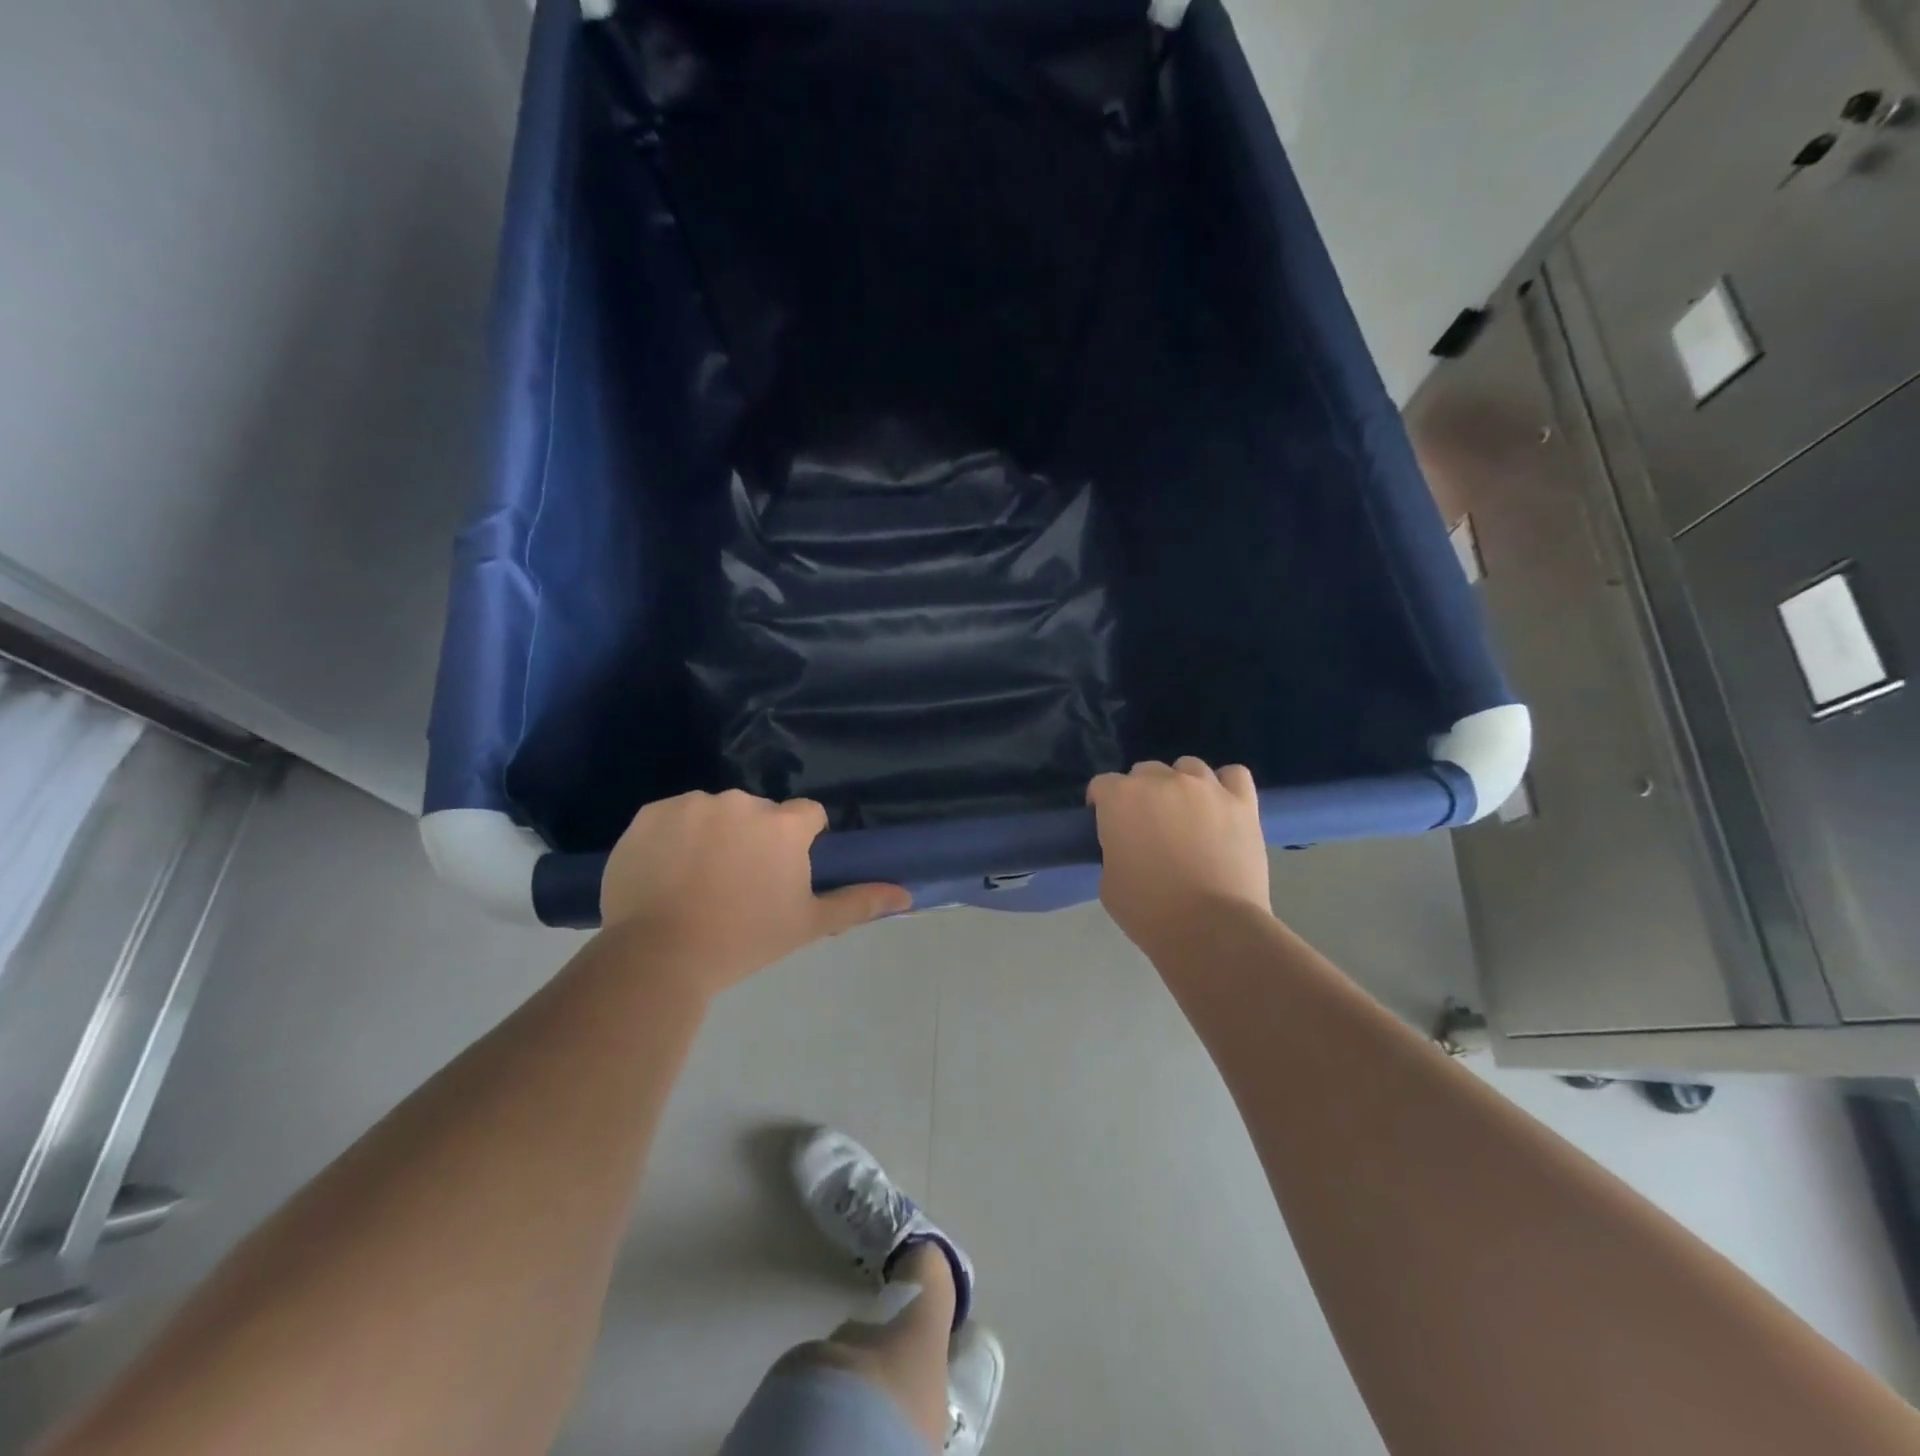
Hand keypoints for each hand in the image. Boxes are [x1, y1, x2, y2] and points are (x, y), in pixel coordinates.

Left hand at [600, 790, 910, 994]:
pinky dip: (673, 837)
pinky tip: (665, 873)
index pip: (807, 815)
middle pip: (759, 813)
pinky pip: (673, 817)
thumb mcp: (808, 924)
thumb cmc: (745, 939)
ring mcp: (693, 804)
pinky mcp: (651, 813)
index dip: (800, 842)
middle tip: (737, 884)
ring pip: (715, 813)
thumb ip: (859, 902)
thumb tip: (907, 895)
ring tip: (696, 881)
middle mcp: (742, 802)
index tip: (782, 873)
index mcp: (783, 825)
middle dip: (754, 838)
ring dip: (713, 835)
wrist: (660, 956)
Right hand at [1087, 758, 1270, 954]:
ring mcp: (1205, 788)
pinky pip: (1233, 775)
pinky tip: (1221, 805)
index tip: (1107, 825)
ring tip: (1186, 813)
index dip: (1102, 804)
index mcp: (1121, 799)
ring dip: (1181, 785)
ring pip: (1188, 767)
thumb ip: (1115, 848)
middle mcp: (1162, 781)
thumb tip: (1128, 844)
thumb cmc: (1149, 910)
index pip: (1102, 785)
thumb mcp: (1109, 881)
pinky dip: (1225, 785)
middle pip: (1144, 771)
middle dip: (1141, 793)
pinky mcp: (1242, 802)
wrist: (1211, 929)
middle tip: (1148, 825)